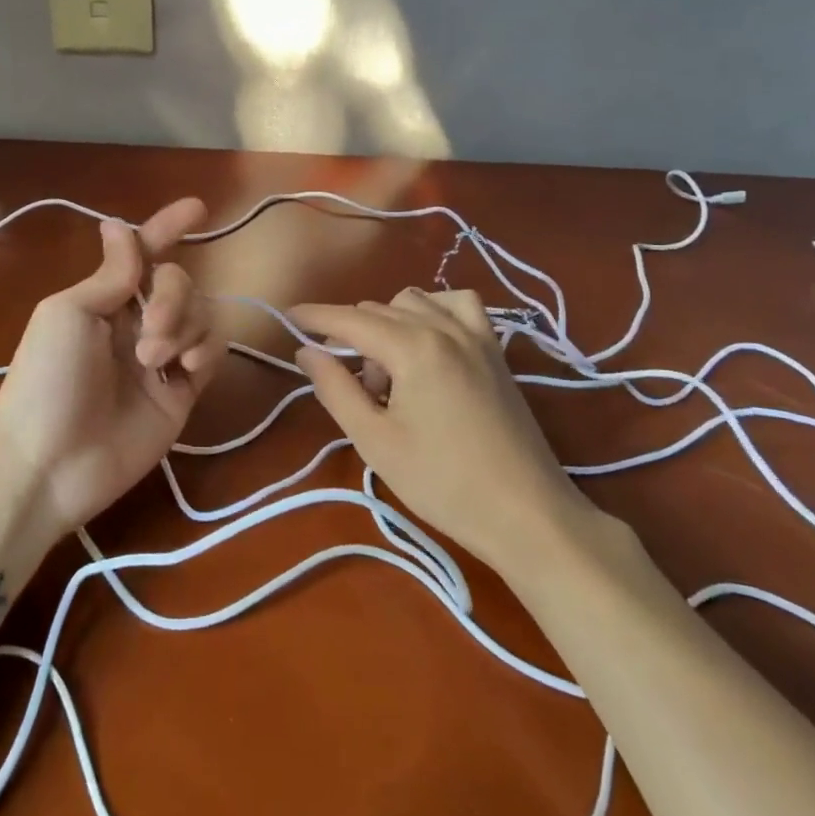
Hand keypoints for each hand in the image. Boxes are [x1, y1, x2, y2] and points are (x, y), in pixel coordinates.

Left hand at [0, 198, 222, 536]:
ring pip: (201, 313)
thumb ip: (110, 275)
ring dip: (184, 326)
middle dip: (172, 295)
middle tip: (148, 334)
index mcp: (104, 300)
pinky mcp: (182, 391)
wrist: (51, 464)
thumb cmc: (47, 379)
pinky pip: (211, 351)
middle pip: (179, 281)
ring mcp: (162, 357)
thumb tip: (118, 225)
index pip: (143, 254)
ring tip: (154, 360)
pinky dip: (205, 349)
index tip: (198, 208)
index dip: (167, 228)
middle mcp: (135, 322)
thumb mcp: (69, 314)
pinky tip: (185, 369)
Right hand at [289, 287, 597, 572]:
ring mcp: (476, 335)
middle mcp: (444, 327)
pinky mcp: (496, 350)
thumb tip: (306, 351)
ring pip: (415, 302)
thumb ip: (336, 388)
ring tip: (388, 373)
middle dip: (351, 334)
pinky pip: (458, 306)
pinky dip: (434, 312)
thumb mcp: (375, 441)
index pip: (350, 320)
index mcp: (412, 347)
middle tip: (345, 381)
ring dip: (388, 324)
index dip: (315, 316)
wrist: (526, 513)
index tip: (287, 317)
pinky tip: (428, 342)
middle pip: (379, 311)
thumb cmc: (443, 482)